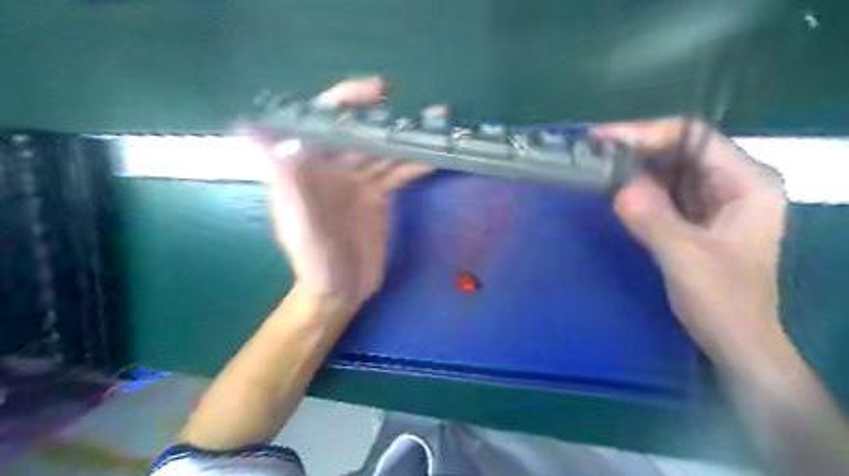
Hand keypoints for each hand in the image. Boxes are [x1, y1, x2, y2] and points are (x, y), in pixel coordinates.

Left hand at [261, 78, 431, 308]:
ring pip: (383, 151)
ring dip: (408, 139)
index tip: (378, 92)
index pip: (324, 122)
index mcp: (308, 167)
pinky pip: (397, 172)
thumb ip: (285, 180)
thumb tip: (257, 131)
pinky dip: (414, 164)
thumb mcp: (298, 222)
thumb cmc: (313, 259)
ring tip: (437, 127)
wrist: (339, 290)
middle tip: (423, 112)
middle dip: (389, 120)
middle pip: (362, 133)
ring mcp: (357, 180)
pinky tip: (435, 157)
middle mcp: (332, 167)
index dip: (347, 101)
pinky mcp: (377, 195)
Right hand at [592, 119, 784, 364]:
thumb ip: (653, 219)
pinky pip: (663, 194)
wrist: (735, 341)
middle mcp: (733, 184)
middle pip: (681, 151)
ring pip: (669, 171)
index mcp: (747, 184)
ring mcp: (714, 202)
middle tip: (594, 151)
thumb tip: (617, 188)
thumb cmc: (723, 301)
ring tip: (597, 164)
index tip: (606, 139)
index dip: (649, 133)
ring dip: (634, 167)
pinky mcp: (695, 219)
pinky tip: (613, 189)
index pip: (695, 139)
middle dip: (637, 148)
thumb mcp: (685, 258)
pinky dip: (637, 189)